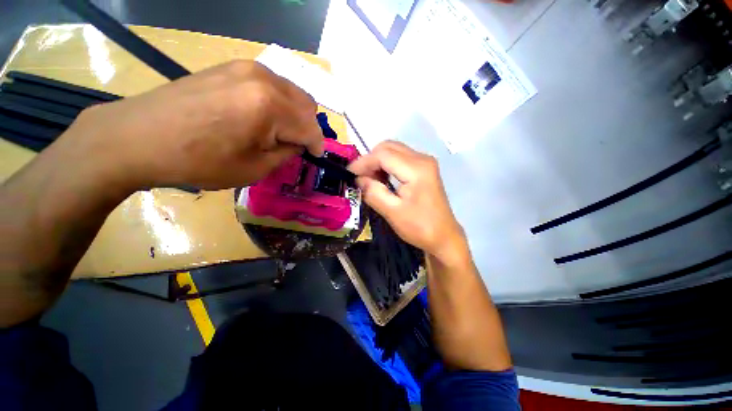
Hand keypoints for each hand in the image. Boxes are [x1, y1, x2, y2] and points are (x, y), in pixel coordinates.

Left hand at [59, 60, 323, 191]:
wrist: (138, 137)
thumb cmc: (198, 160)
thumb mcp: (254, 168)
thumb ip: (286, 153)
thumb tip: (298, 144)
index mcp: (271, 106)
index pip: (311, 128)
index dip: (317, 146)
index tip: (315, 157)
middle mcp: (264, 79)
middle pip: (307, 105)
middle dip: (307, 128)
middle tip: (294, 145)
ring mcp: (246, 68)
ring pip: (291, 92)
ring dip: (294, 115)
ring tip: (277, 132)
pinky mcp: (231, 67)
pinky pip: (271, 85)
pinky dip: (277, 103)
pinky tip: (260, 117)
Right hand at [348, 141, 468, 264]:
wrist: (444, 237)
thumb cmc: (420, 227)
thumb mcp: (393, 212)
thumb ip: (374, 193)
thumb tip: (358, 179)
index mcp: (416, 169)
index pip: (383, 155)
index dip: (363, 162)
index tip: (349, 174)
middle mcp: (422, 159)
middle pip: (388, 147)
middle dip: (370, 160)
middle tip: (359, 178)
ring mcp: (425, 162)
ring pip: (393, 151)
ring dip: (378, 162)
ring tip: (368, 180)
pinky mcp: (424, 168)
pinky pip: (400, 158)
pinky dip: (387, 165)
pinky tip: (381, 179)